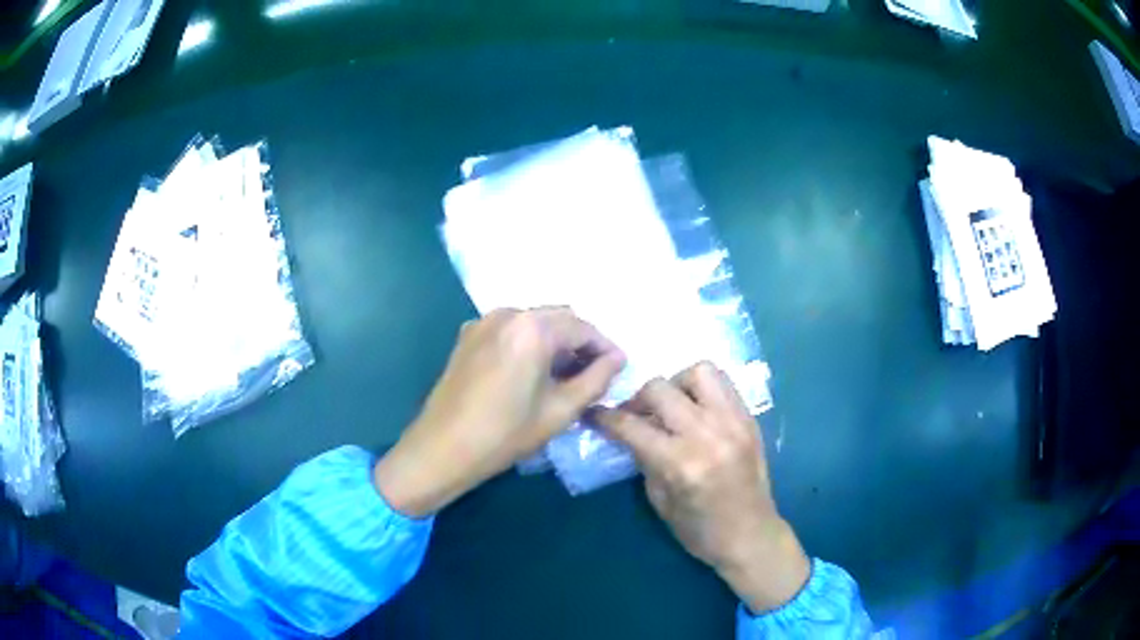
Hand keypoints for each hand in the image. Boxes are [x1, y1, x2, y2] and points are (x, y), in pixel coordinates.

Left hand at [374, 307, 625, 517]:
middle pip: (558, 318)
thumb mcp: (560, 410)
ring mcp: (483, 322)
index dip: (605, 346)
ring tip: (567, 375)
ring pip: (533, 323)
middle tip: (596, 372)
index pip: (582, 327)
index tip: (620, 367)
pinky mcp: (468, 336)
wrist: (442, 448)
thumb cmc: (505, 434)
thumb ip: (595, 379)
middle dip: (581, 342)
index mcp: (532, 328)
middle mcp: (507, 313)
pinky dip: (529, 344)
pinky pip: (510, 331)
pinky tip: (534, 372)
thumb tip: (617, 359)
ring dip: (555, 342)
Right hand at [596, 362, 809, 612]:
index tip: (594, 413)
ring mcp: (734, 422)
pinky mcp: (750, 418)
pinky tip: (696, 409)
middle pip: (660, 388)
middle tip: (636, 415)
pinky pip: (723, 383)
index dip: (605, 417)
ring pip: (698, 371)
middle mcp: (708, 434)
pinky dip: (703, 388)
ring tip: (673, 406)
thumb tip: (630, 431)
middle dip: (638, 399)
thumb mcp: (660, 501)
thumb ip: (645, 459)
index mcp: (681, 463)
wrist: (751, 535)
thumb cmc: (700, 530)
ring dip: (676, 383)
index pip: (632, 426)